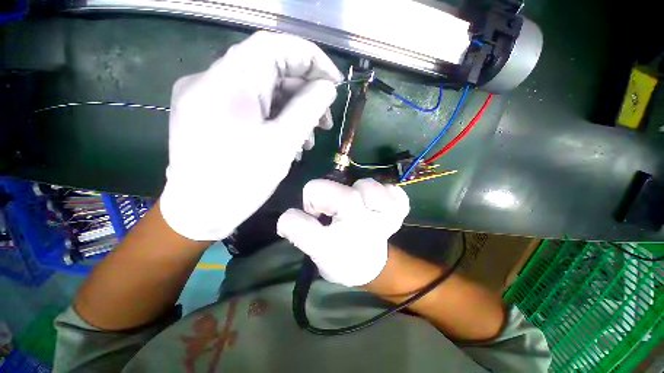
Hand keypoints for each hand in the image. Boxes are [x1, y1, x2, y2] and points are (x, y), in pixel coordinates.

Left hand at [160, 31, 342, 240]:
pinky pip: (249, 106)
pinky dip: (273, 118)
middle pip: (269, 69)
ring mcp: (207, 96)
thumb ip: (308, 108)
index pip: (276, 46)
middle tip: (324, 121)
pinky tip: (287, 141)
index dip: (311, 59)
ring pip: (261, 90)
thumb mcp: (282, 143)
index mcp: (230, 81)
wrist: (198, 212)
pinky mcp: (208, 113)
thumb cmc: (241, 181)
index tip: (334, 82)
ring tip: (309, 138)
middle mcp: (212, 79)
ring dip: (291, 110)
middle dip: (304, 93)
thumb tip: (327, 87)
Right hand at [277, 178, 409, 286]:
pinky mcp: (398, 206)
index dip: (311, 203)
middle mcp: (371, 208)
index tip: (316, 219)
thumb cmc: (342, 259)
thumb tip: (287, 216)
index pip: (316, 190)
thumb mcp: (317, 249)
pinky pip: (394, 191)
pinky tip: (378, 206)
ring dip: (357, 195)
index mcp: (350, 215)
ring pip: (368, 183)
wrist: (369, 267)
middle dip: (330, 199)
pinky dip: (385, 195)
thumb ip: (299, 231)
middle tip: (335, 216)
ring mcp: (390, 206)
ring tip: (357, 210)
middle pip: (340, 184)